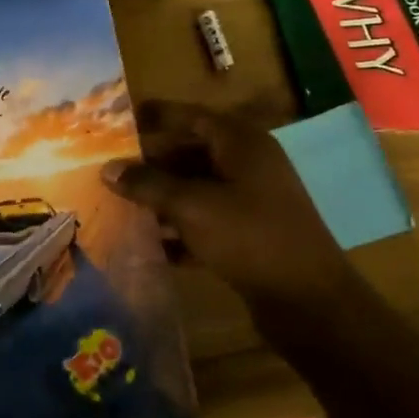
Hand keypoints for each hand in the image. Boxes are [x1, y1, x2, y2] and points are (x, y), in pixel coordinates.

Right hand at [101, 101, 359, 339]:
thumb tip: (108, 168)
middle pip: (190, 153)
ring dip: (161, 198)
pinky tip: (150, 245)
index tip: (116, 121)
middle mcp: (248, 165)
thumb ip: (148, 184)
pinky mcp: (249, 235)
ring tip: (119, 205)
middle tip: (110, 168)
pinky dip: (180, 229)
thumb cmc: (249, 237)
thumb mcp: (192, 206)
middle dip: (150, 163)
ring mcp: (251, 201)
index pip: (190, 117)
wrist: (309, 301)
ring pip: (196, 189)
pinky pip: (205, 221)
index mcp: (241, 143)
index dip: (154, 117)